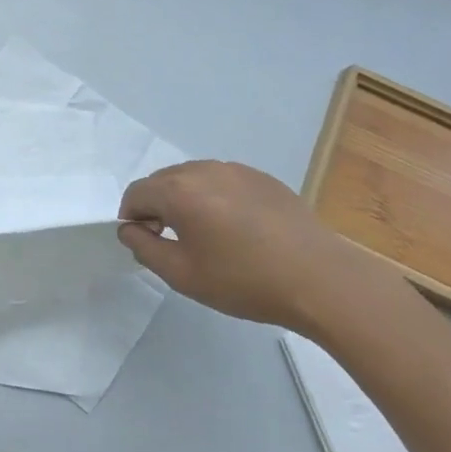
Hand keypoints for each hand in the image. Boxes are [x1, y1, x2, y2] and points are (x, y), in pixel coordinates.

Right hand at [118, 161, 408, 333]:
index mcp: (178, 191)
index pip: (136, 193)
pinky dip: (215, 198)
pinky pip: (223, 181)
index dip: (131, 218)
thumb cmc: (244, 281)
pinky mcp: (262, 178)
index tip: (145, 244)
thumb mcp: (182, 275)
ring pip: (193, 178)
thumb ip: (144, 248)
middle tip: (172, 241)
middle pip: (162, 181)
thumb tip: (130, 230)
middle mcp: (203, 170)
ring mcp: (236, 170)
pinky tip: (236, 230)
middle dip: (157, 206)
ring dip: (186, 200)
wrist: (320, 279)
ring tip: (205, 235)